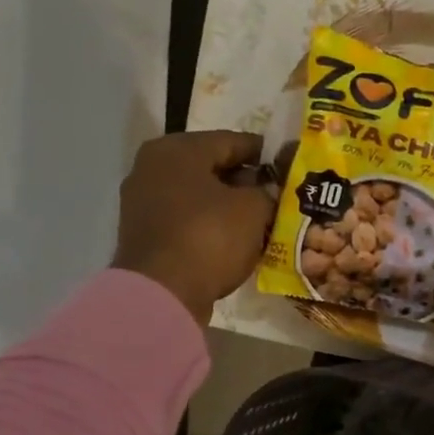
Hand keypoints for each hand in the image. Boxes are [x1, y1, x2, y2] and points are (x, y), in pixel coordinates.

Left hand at [112, 130, 275, 324]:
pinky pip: (188, 220)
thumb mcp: (254, 209)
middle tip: (278, 196)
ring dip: (230, 206)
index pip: (233, 141)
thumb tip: (269, 190)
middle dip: (247, 182)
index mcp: (178, 149)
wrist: (162, 293)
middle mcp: (153, 167)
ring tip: (262, 220)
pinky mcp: (145, 234)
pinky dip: (212, 225)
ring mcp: (144, 202)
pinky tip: (236, 240)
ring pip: (200, 195)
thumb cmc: (210, 237)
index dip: (265, 154)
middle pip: (212, 168)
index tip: (289, 166)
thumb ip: (267, 192)